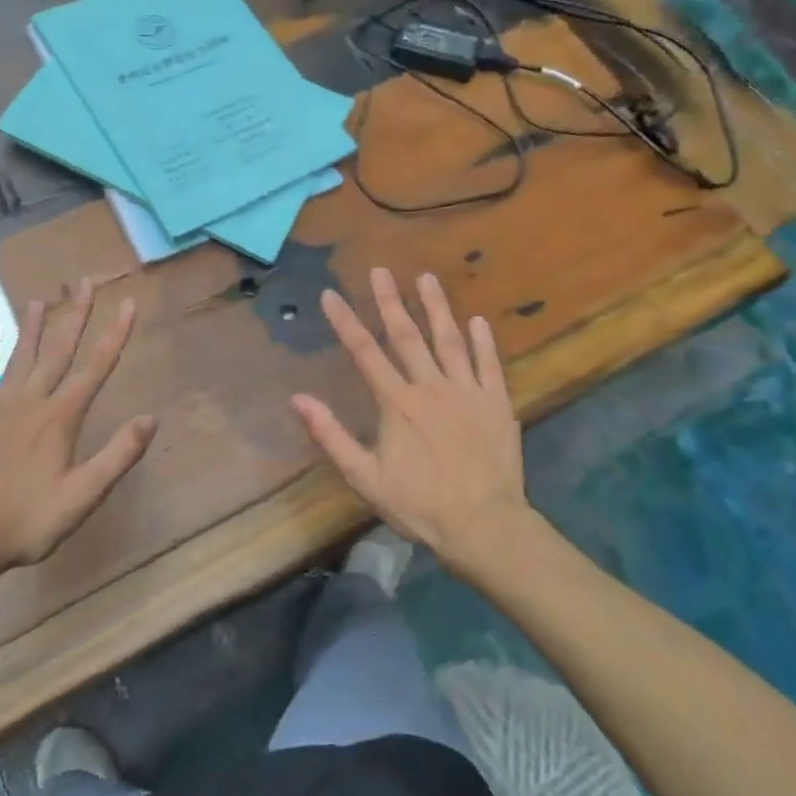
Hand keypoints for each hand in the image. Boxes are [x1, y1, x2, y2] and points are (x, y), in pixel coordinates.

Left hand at [0, 277, 157, 570]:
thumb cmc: (28, 520)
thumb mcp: (83, 495)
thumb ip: (117, 455)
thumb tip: (150, 418)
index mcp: (61, 417)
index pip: (96, 366)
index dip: (115, 334)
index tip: (128, 303)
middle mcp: (32, 402)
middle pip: (59, 350)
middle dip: (75, 314)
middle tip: (84, 281)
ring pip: (20, 358)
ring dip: (32, 328)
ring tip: (38, 299)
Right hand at [292, 269, 532, 569]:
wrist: (483, 525)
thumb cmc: (419, 505)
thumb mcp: (365, 478)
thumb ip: (331, 435)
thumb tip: (298, 399)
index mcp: (397, 403)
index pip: (365, 352)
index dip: (345, 321)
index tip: (331, 294)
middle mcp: (431, 387)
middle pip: (407, 336)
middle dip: (390, 301)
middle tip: (380, 270)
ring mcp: (468, 392)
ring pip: (449, 340)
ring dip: (436, 307)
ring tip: (426, 278)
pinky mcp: (497, 403)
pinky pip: (489, 364)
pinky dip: (482, 341)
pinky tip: (476, 320)